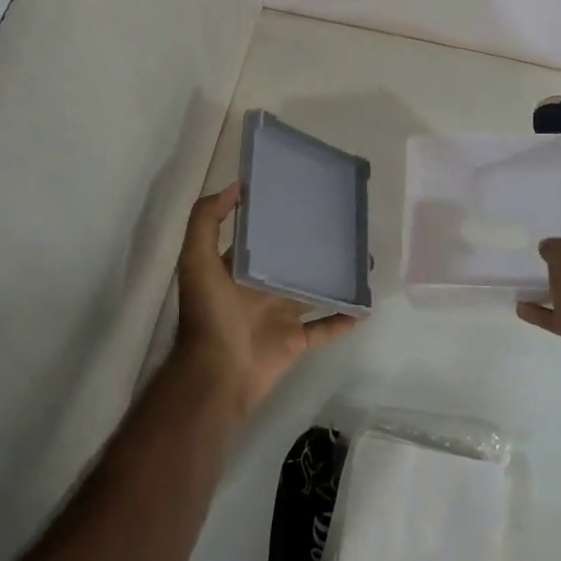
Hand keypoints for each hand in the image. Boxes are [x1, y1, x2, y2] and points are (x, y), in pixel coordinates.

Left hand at [174, 183, 359, 416]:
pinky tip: (364, 305)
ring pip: (315, 291)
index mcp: (239, 268)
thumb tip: (235, 187)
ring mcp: (281, 314)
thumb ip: (206, 221)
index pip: (262, 237)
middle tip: (346, 227)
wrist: (217, 373)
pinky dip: (344, 317)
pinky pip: (325, 327)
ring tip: (363, 260)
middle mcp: (262, 287)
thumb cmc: (208, 314)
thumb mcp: (196, 260)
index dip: (279, 218)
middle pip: (294, 261)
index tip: (305, 197)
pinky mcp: (296, 340)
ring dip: (336, 278)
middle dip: (316, 246)